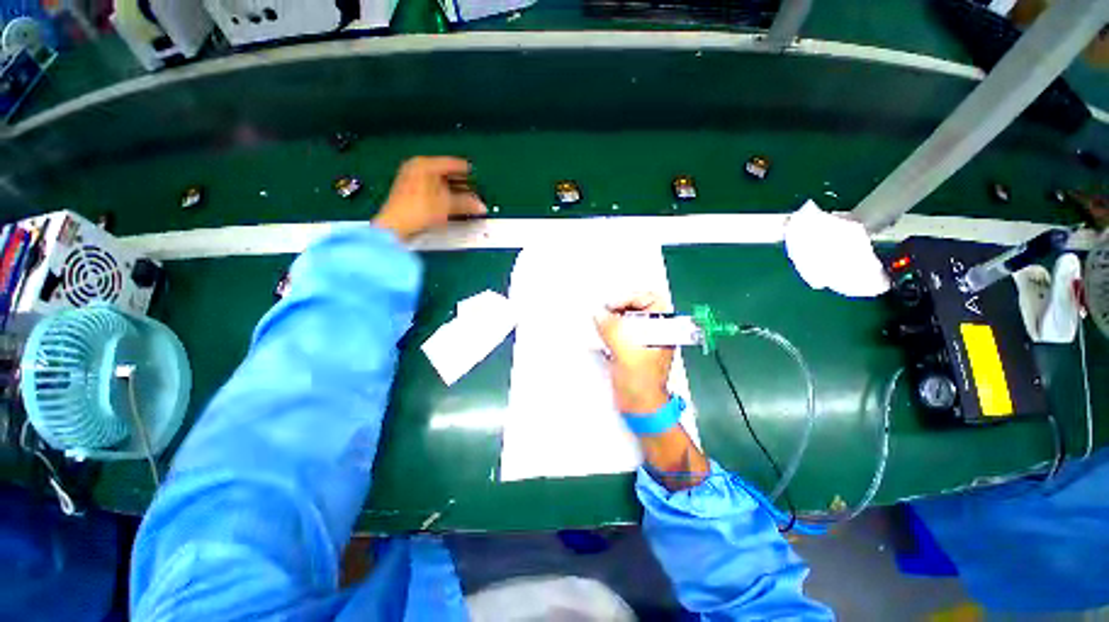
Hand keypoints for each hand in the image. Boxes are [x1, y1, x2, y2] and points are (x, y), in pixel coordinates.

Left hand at [372, 157, 486, 240]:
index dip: (467, 171)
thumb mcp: (447, 205)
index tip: (477, 177)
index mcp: (424, 164)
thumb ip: (466, 203)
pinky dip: (442, 196)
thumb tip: (480, 206)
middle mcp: (415, 168)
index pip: (451, 163)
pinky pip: (431, 190)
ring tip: (465, 200)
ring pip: (438, 183)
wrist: (396, 225)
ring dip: (452, 191)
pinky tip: (450, 205)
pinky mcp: (409, 193)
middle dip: (461, 184)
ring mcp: (410, 180)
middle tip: (474, 191)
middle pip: (445, 173)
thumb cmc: (419, 209)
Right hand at [594, 293, 673, 413]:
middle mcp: (654, 332)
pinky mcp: (631, 349)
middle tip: (604, 311)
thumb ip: (612, 330)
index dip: (632, 298)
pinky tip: (600, 333)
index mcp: (662, 329)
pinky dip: (609, 329)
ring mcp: (643, 340)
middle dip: (620, 306)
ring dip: (612, 318)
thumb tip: (598, 314)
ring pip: (628, 319)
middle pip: (638, 307)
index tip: (613, 306)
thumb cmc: (641, 382)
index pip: (652, 300)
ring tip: (599, 321)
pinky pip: (620, 331)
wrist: (639, 407)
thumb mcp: (626, 353)